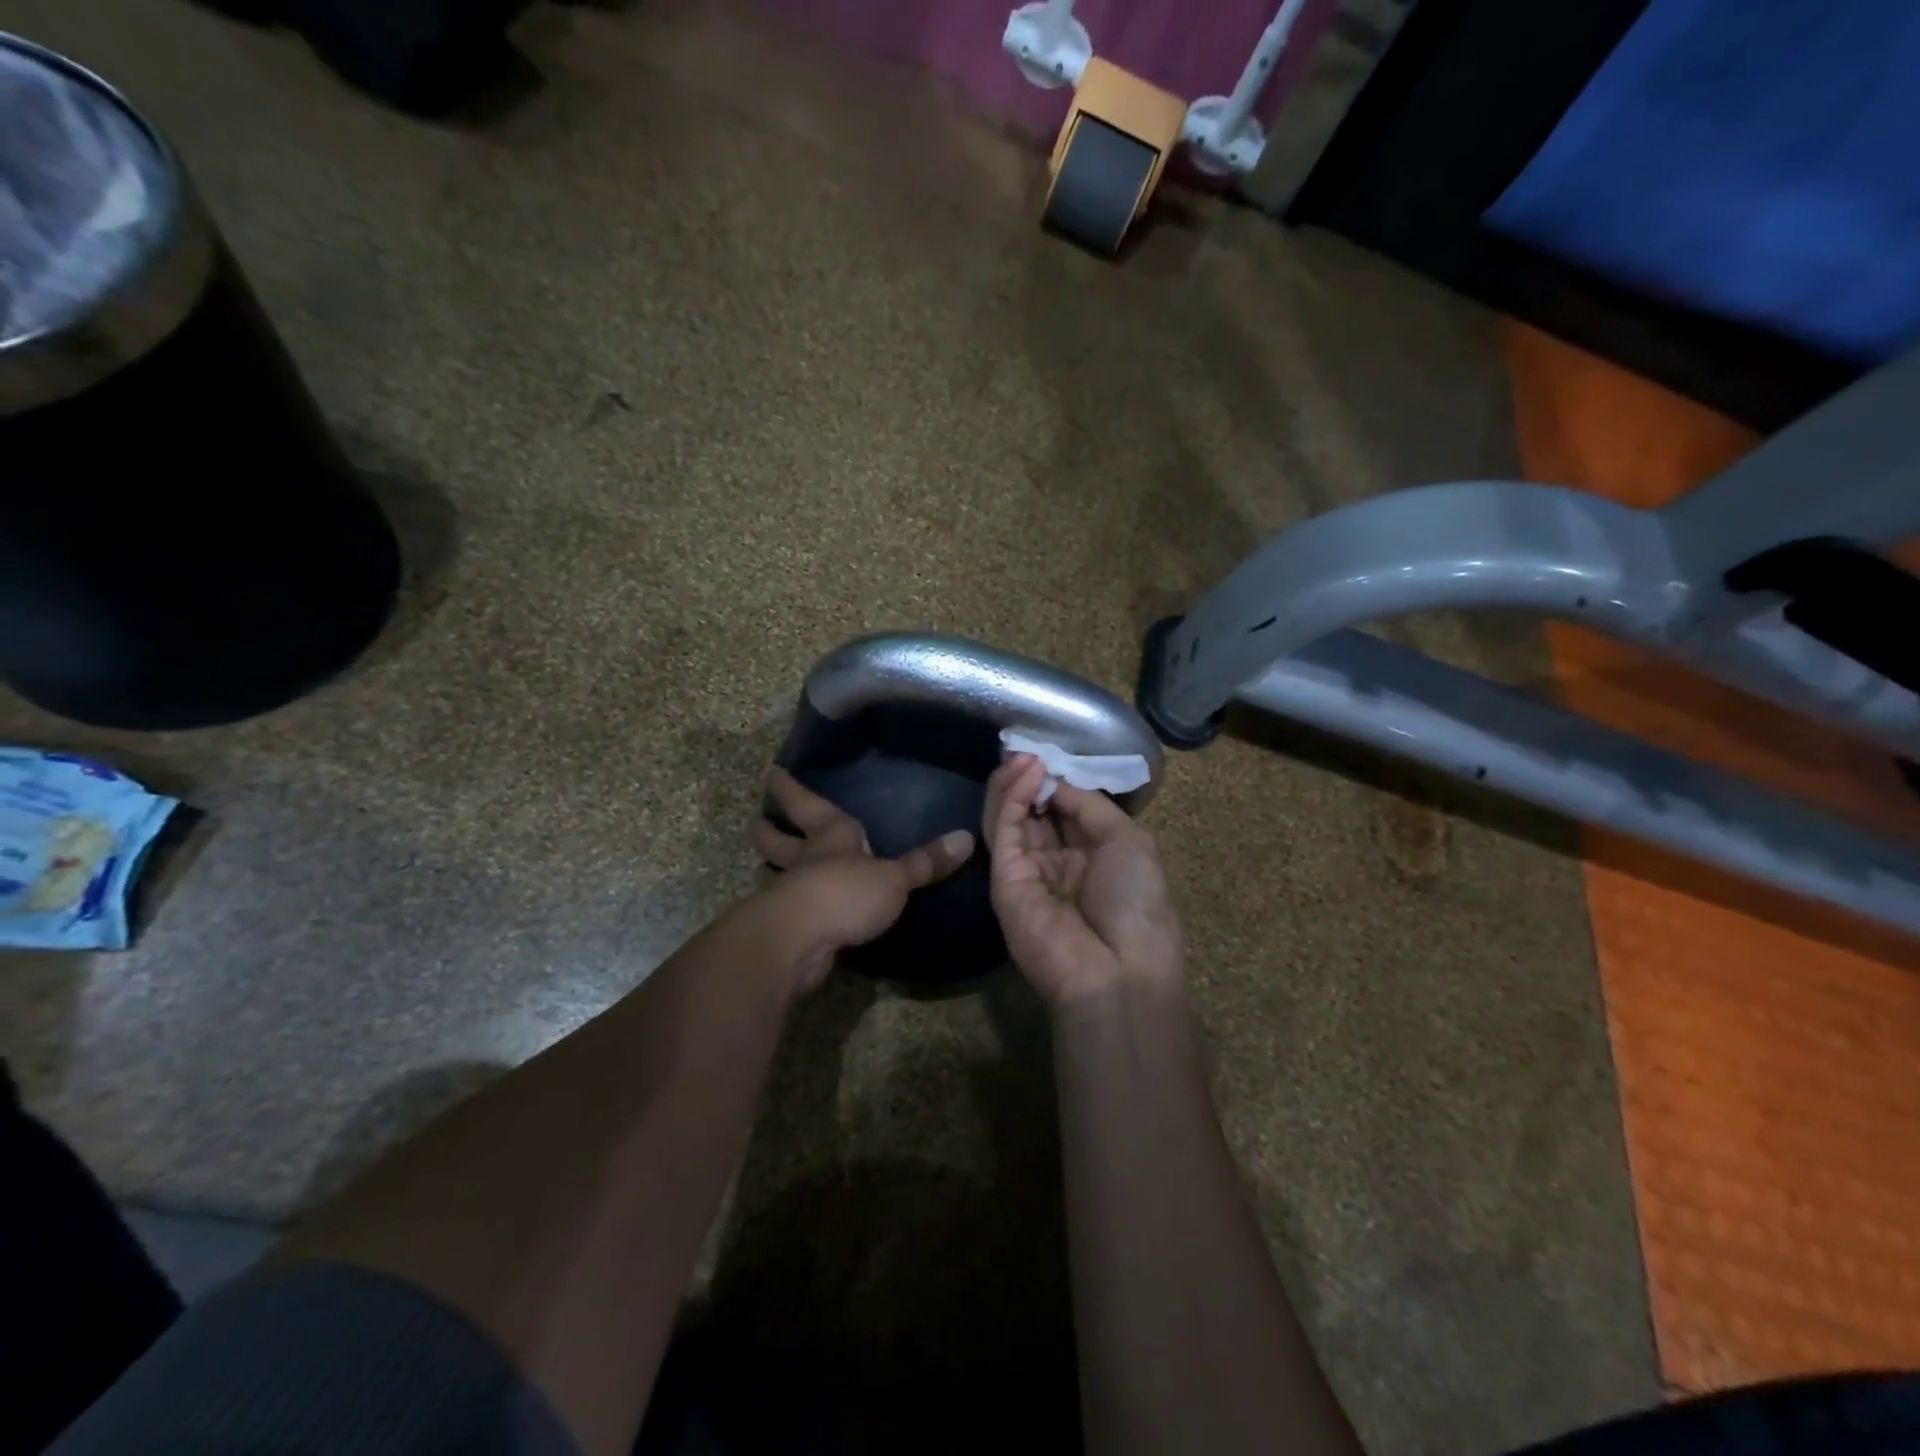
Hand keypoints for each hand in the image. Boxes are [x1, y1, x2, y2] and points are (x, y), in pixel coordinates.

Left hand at [751, 767, 973, 992]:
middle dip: (770, 829)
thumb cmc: (846, 893)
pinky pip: (780, 909)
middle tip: (757, 821)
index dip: (792, 789)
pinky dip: (779, 907)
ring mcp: (787, 893)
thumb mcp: (895, 878)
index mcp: (832, 836)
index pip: (808, 804)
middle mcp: (804, 859)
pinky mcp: (782, 927)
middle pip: (779, 839)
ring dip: (768, 869)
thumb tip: (966, 837)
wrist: (799, 940)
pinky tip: (784, 912)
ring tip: (762, 866)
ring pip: (772, 873)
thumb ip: (925, 862)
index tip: (773, 773)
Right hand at [984, 754, 1183, 1010]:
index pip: (1063, 809)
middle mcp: (1056, 862)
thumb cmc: (1138, 904)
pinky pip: (1004, 832)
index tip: (1049, 752)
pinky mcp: (1003, 879)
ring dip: (1014, 783)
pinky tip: (1023, 773)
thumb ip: (1088, 805)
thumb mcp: (1128, 840)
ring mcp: (1026, 871)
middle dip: (1030, 778)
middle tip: (1025, 748)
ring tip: (1022, 755)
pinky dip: (1009, 800)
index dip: (1056, 780)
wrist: (1119, 970)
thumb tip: (1053, 779)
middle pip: (1033, 811)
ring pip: (1010, 818)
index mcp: (1090, 856)